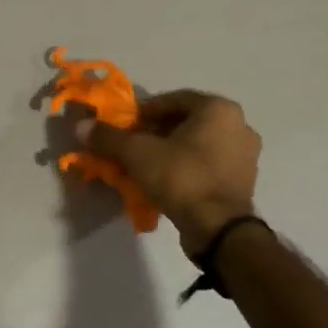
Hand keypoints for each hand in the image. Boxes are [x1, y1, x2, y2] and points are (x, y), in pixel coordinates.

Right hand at [77, 90, 260, 254]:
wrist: (218, 228)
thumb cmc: (181, 177)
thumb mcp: (138, 153)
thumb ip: (109, 137)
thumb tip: (81, 126)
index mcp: (218, 109)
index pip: (173, 99)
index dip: (144, 111)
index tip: (125, 126)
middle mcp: (238, 125)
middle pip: (186, 121)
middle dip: (156, 131)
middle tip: (133, 146)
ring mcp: (246, 155)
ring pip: (197, 143)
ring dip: (171, 150)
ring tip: (146, 165)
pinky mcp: (243, 181)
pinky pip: (208, 164)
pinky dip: (187, 167)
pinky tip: (166, 181)